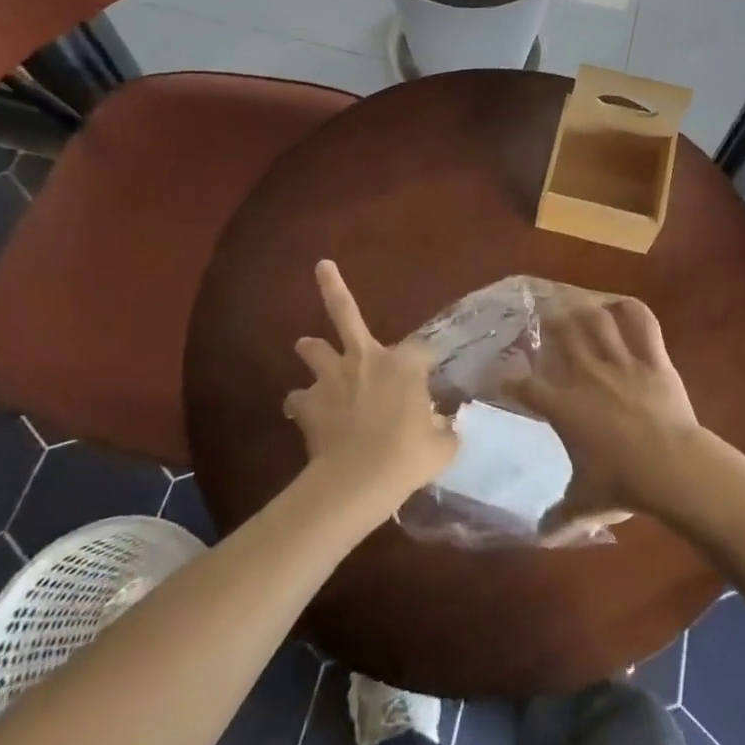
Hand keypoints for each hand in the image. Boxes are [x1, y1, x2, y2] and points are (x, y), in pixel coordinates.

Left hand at [285, 261, 458, 507]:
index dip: (426, 361)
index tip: (431, 375)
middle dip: (332, 286)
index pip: (421, 350)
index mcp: (404, 364)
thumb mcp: (442, 445)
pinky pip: (297, 398)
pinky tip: (304, 413)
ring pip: (312, 348)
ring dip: (312, 349)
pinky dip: (301, 403)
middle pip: (345, 313)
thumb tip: (446, 429)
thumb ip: (445, 430)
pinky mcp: (307, 404)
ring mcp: (332, 379)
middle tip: (321, 265)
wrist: (359, 479)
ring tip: (309, 348)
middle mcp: (365, 359)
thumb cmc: (409, 456)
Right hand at [508, 297, 700, 520]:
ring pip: (597, 320)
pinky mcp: (653, 358)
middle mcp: (586, 375)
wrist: (672, 469)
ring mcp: (621, 362)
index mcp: (564, 407)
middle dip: (549, 323)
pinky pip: (643, 322)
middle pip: (561, 334)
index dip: (507, 380)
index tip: (500, 378)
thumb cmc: (623, 485)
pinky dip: (633, 308)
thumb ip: (560, 518)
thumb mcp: (586, 505)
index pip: (524, 387)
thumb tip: (541, 535)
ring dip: (585, 310)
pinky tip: (622, 304)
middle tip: (545, 319)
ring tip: (577, 306)